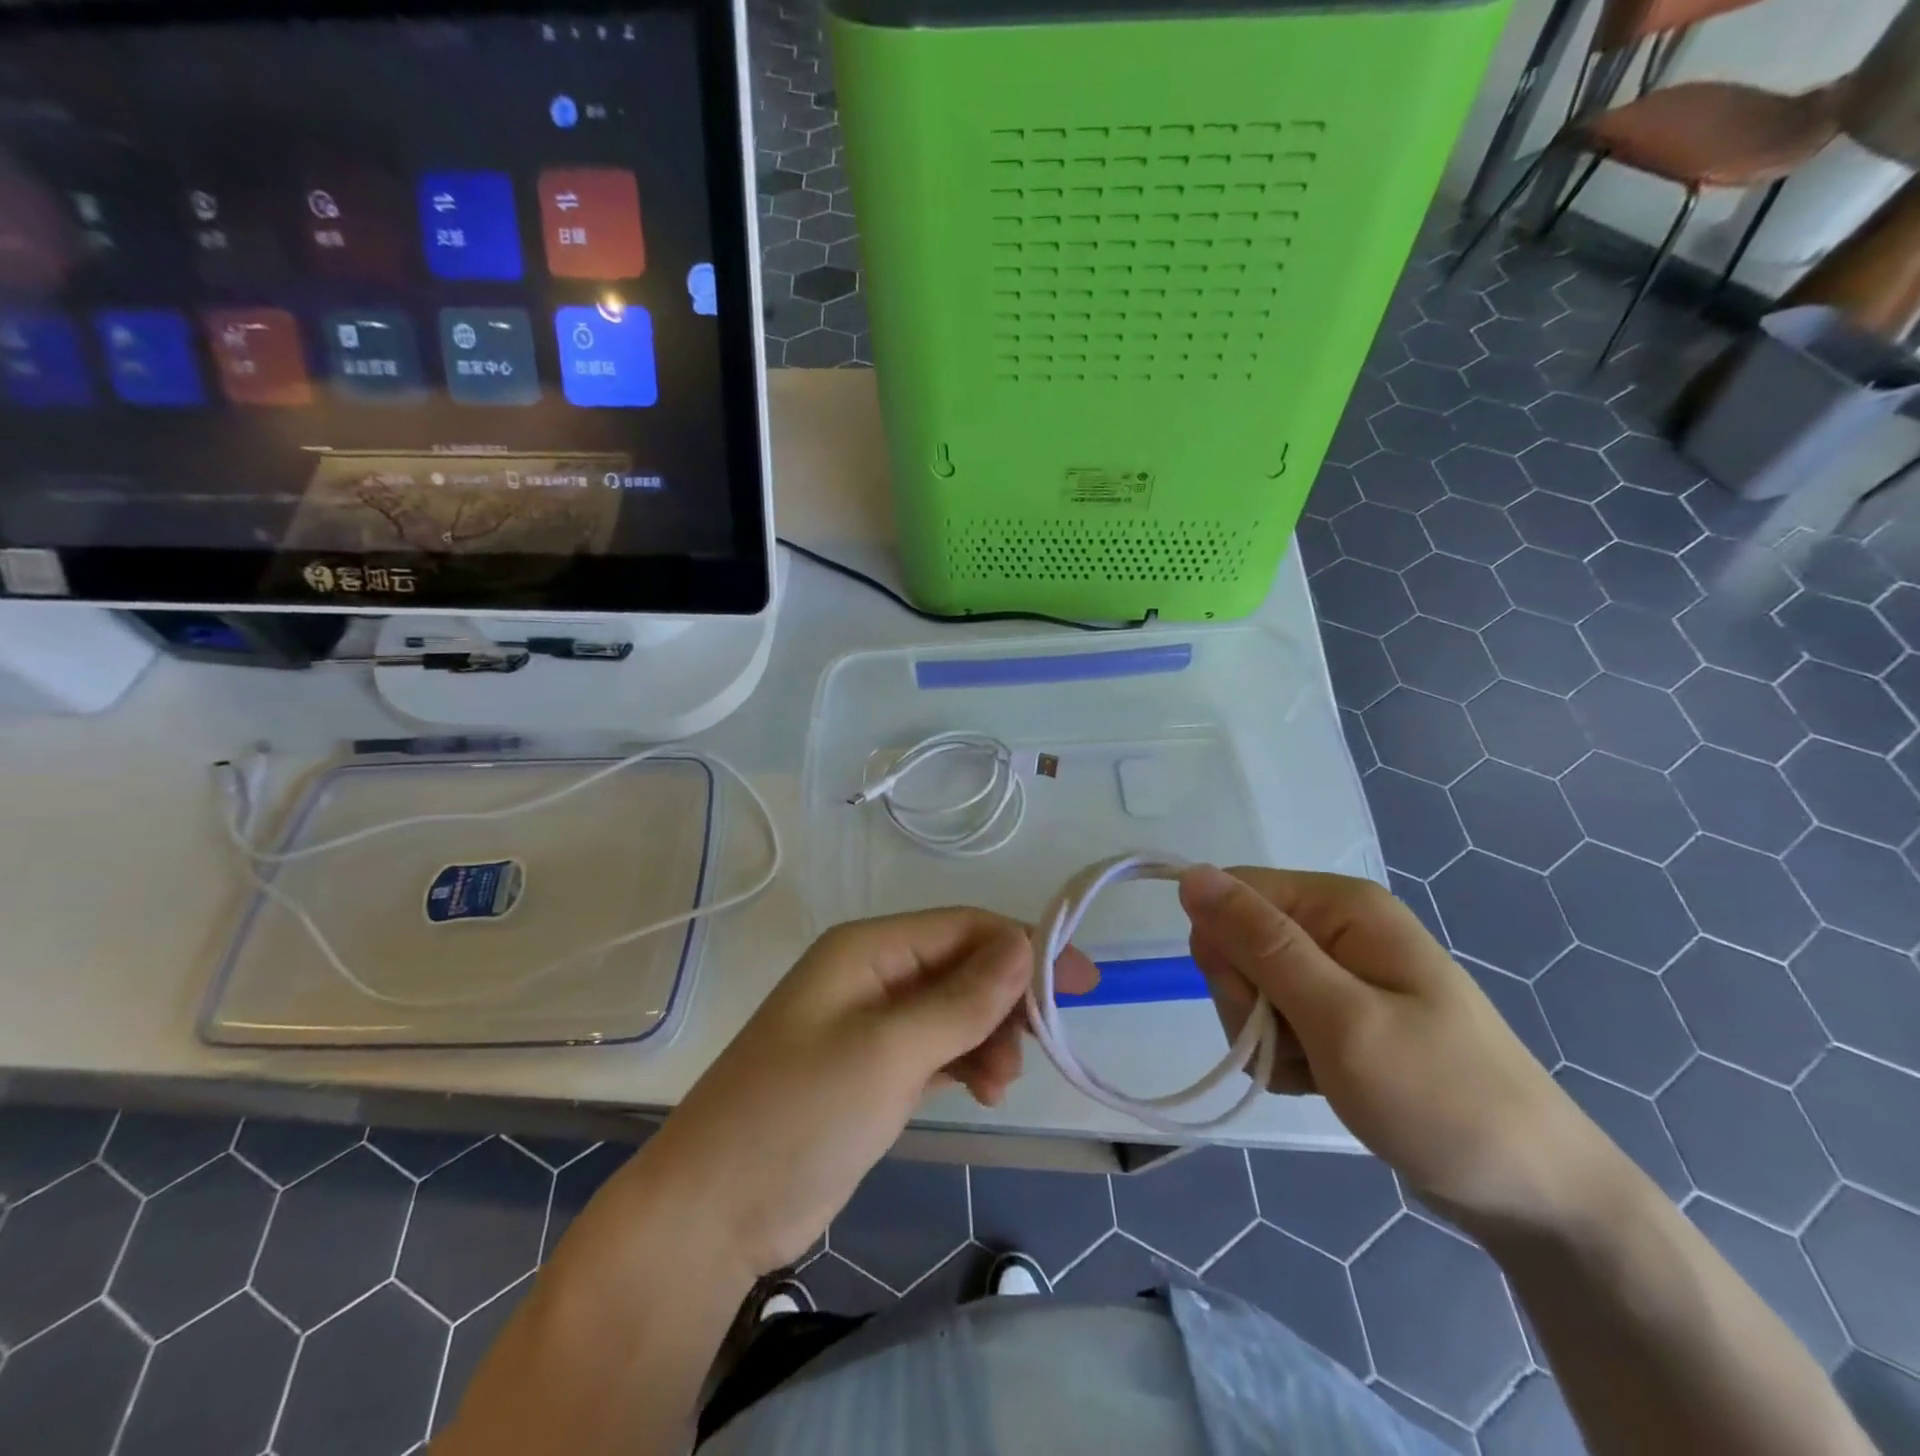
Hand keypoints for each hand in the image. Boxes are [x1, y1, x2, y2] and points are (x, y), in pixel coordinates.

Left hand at [640, 910, 1096, 1275]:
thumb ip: (961, 999)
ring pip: (953, 1010)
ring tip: (999, 1085)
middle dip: (1005, 999)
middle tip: (1038, 1046)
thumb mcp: (889, 1051)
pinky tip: (982, 1090)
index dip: (1023, 947)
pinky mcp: (872, 1070)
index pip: (963, 927)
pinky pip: (936, 1047)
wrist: (714, 1212)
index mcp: (867, 949)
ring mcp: (870, 1024)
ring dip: (988, 1036)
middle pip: (961, 966)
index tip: (1079, 983)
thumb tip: (1023, 943)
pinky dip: (966, 1061)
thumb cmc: (800, 1114)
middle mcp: (871, 974)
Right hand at [1179, 865, 1613, 1229]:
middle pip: (1238, 941)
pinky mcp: (1340, 1014)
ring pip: (1250, 986)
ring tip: (1320, 1072)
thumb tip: (1192, 876)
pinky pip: (1276, 1021)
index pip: (1233, 893)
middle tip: (1298, 1045)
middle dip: (1249, 1000)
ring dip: (1266, 1037)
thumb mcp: (1341, 1018)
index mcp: (1341, 905)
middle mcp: (1336, 926)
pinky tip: (1323, 1082)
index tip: (1258, 1004)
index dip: (1225, 947)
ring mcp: (1340, 973)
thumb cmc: (1441, 1099)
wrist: (1535, 1196)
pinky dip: (1285, 1058)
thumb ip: (1261, 944)